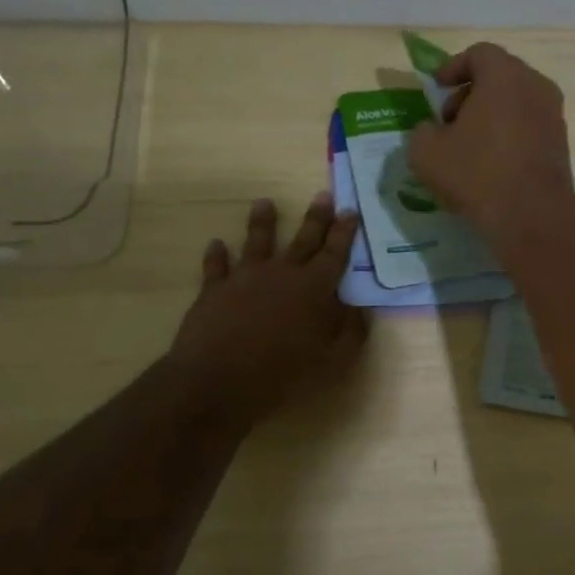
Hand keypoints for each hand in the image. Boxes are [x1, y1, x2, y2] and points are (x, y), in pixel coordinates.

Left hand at [169, 194, 367, 426]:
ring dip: (262, 222)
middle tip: (323, 195)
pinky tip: (215, 245)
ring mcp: (245, 278)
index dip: (345, 232)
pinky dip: (216, 254)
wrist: (220, 379)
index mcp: (315, 287)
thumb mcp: (334, 359)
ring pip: (257, 241)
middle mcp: (282, 273)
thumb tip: (359, 307)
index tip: (351, 211)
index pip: (336, 253)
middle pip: (303, 239)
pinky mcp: (214, 290)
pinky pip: (216, 266)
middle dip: (316, 217)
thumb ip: (351, 331)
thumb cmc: (285, 372)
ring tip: (264, 202)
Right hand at [407, 42, 574, 241]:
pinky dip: (509, 135)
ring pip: (516, 103)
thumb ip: (422, 132)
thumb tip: (431, 130)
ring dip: (490, 117)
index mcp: (505, 76)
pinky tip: (491, 165)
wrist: (533, 214)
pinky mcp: (561, 145)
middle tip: (449, 121)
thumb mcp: (426, 153)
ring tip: (468, 147)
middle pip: (500, 77)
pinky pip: (529, 127)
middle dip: (470, 94)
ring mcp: (554, 116)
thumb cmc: (477, 174)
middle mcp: (536, 87)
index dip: (453, 67)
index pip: (479, 54)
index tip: (437, 87)